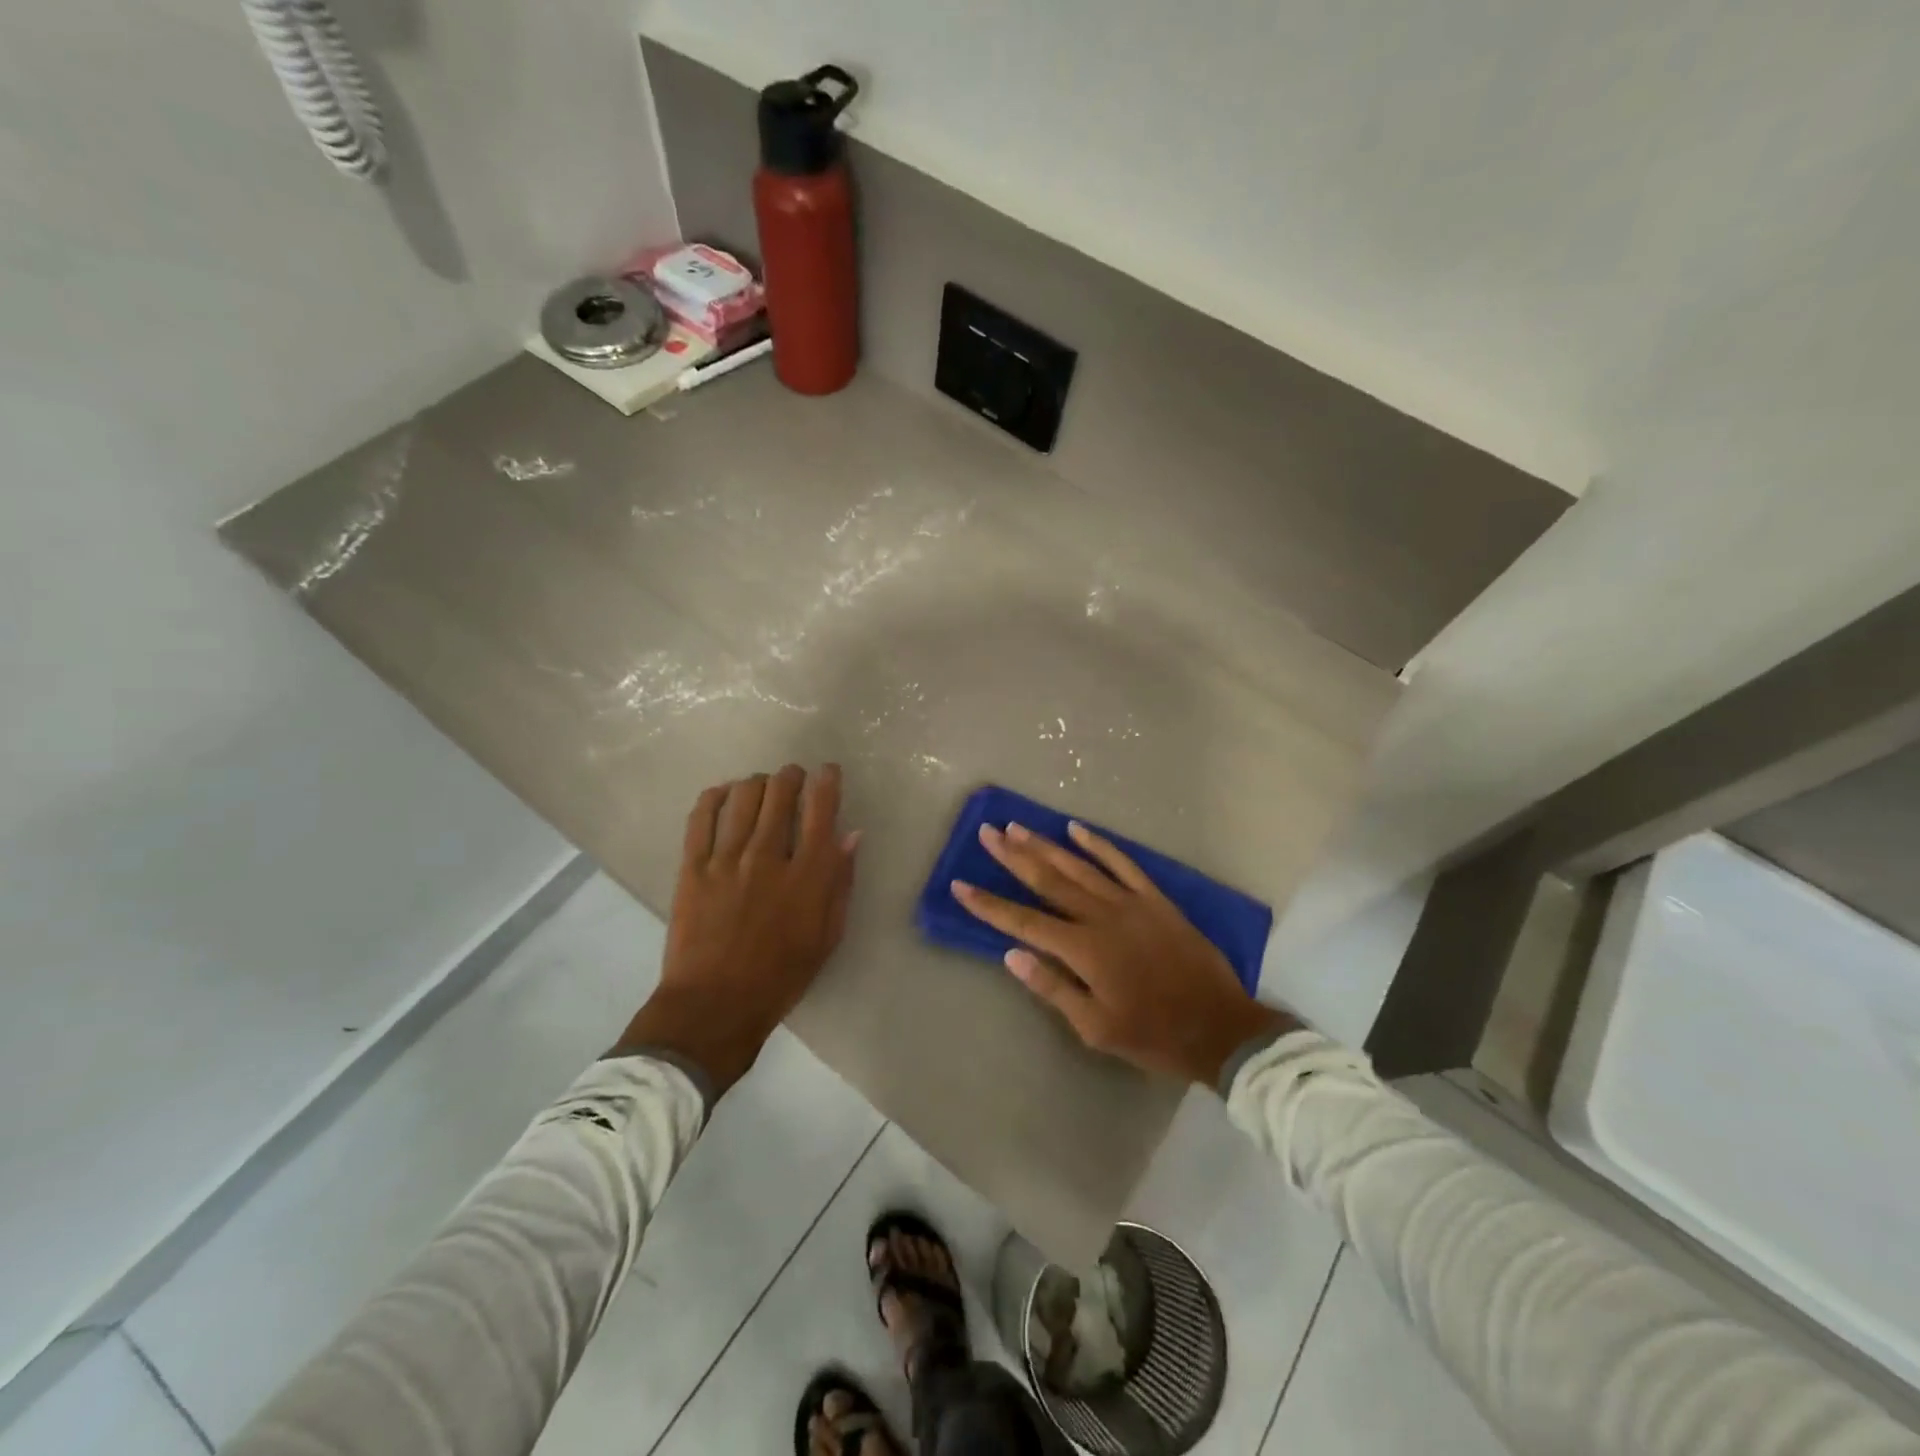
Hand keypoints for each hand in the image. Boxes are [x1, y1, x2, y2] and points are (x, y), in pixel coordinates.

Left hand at [614, 764, 859, 1092]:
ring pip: (743, 796)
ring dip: (757, 782)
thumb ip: (840, 882)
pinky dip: (714, 796)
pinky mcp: (692, 867)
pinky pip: (701, 816)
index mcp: (807, 876)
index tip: (828, 771)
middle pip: (780, 793)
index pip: (821, 809)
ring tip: (761, 786)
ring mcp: (726, 859)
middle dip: (791, 776)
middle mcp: (768, 856)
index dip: (827, 781)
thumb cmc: (781, 976)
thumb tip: (850, 836)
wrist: (715, 1005)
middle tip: (793, 778)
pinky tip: (723, 793)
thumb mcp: (827, 935)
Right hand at [953, 821, 1294, 1086]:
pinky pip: (1122, 863)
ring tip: (1018, 827)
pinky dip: (1098, 844)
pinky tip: (1077, 829)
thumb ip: (1052, 988)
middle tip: (987, 834)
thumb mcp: (1095, 1028)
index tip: (960, 885)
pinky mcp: (1155, 899)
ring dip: (1046, 845)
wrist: (1219, 1027)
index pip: (1023, 922)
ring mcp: (1130, 903)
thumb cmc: (1152, 1035)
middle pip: (1048, 881)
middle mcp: (1101, 917)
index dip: (989, 905)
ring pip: (1079, 866)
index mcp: (1083, 950)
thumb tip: (1012, 955)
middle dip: (1014, 857)